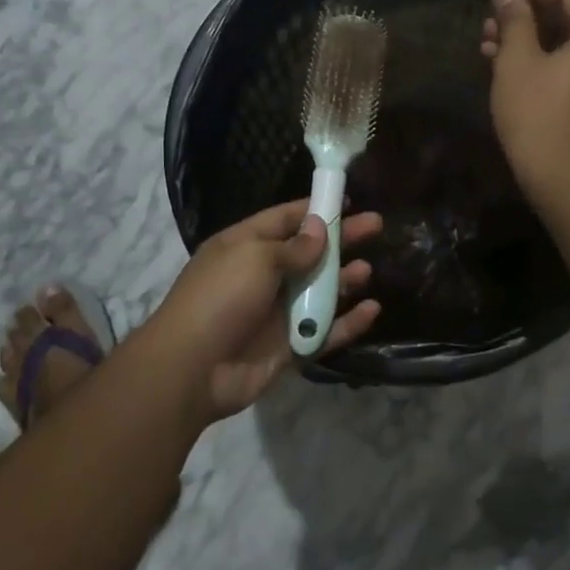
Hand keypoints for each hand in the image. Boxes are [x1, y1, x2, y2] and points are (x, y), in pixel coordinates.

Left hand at [151, 198, 382, 421]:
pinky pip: (325, 331)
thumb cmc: (221, 298)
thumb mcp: (255, 258)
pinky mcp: (289, 346)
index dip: (314, 209)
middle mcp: (261, 276)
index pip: (284, 219)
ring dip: (344, 280)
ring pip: (319, 292)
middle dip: (341, 239)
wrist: (193, 368)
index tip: (346, 200)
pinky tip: (371, 310)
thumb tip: (319, 229)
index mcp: (244, 247)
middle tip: (376, 226)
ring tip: (368, 271)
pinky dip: (348, 322)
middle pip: (309, 253)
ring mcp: (276, 313)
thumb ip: (294, 246)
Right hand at [481, 0, 569, 182]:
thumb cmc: (539, 112)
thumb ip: (514, 18)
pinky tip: (502, 62)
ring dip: (527, 38)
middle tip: (489, 17)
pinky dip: (540, 59)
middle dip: (525, 14)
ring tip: (487, 41)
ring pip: (566, 42)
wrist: (562, 176)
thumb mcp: (518, 59)